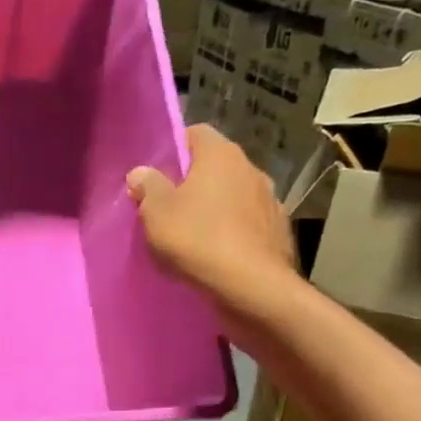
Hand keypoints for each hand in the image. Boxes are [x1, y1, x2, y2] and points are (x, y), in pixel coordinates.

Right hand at [127, 124, 299, 342]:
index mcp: (220, 155)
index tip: (155, 175)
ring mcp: (270, 200)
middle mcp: (251, 168)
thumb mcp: (156, 213)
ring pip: (233, 196)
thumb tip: (141, 172)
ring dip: (215, 209)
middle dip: (193, 183)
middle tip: (167, 208)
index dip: (173, 149)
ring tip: (193, 236)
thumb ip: (148, 187)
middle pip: (215, 167)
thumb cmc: (198, 240)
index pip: (195, 133)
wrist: (251, 287)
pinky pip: (247, 224)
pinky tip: (217, 255)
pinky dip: (233, 233)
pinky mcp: (279, 231)